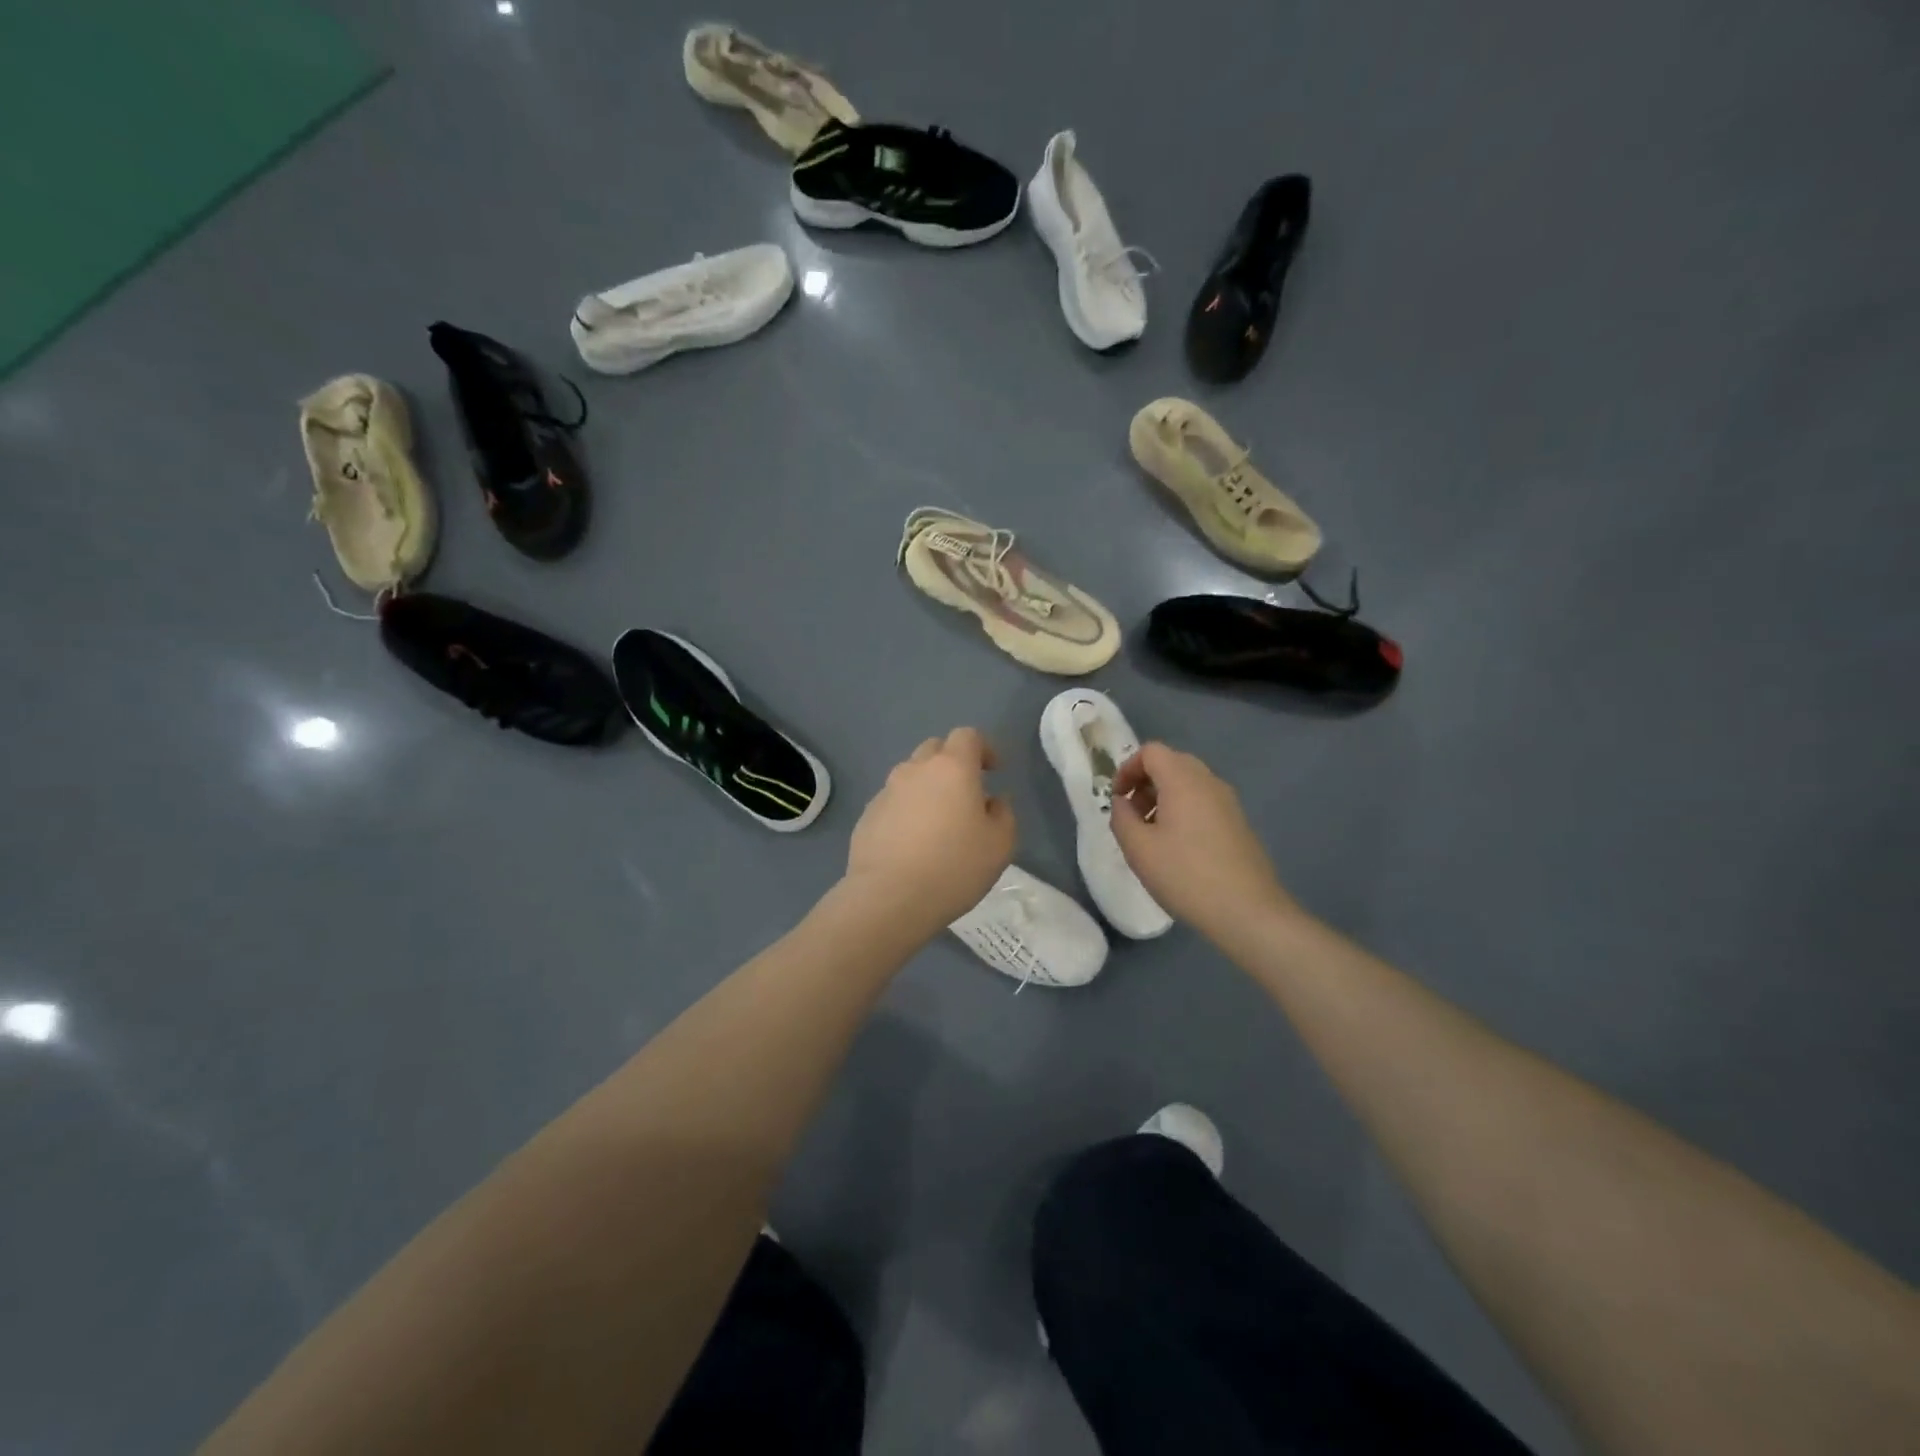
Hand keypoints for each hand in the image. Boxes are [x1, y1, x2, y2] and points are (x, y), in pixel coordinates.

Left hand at [842, 727, 1015, 939]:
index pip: (967, 736)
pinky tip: (913, 843)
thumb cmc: (954, 867)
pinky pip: (893, 802)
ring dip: (927, 787)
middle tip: (966, 793)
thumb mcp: (1000, 844)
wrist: (889, 897)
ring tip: (938, 822)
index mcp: (952, 768)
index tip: (993, 771)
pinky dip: (907, 811)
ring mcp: (886, 791)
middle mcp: (915, 770)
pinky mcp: (867, 816)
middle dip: (953, 763)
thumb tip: (993, 801)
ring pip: (911, 775)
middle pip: (935, 749)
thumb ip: (1003, 814)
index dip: (983, 748)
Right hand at [1110, 742, 1298, 940]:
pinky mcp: (1238, 822)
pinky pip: (1203, 802)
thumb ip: (1121, 818)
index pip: (1151, 752)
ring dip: (1163, 798)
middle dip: (1145, 783)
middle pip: (1171, 763)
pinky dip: (1183, 810)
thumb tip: (1122, 802)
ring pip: (1188, 783)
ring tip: (1151, 835)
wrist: (1248, 911)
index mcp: (1183, 780)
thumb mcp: (1138, 849)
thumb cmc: (1186, 875)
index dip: (1127, 768)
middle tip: (1131, 815)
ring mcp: (1228, 802)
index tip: (1117, 799)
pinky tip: (1177, 848)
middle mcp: (1209, 782)